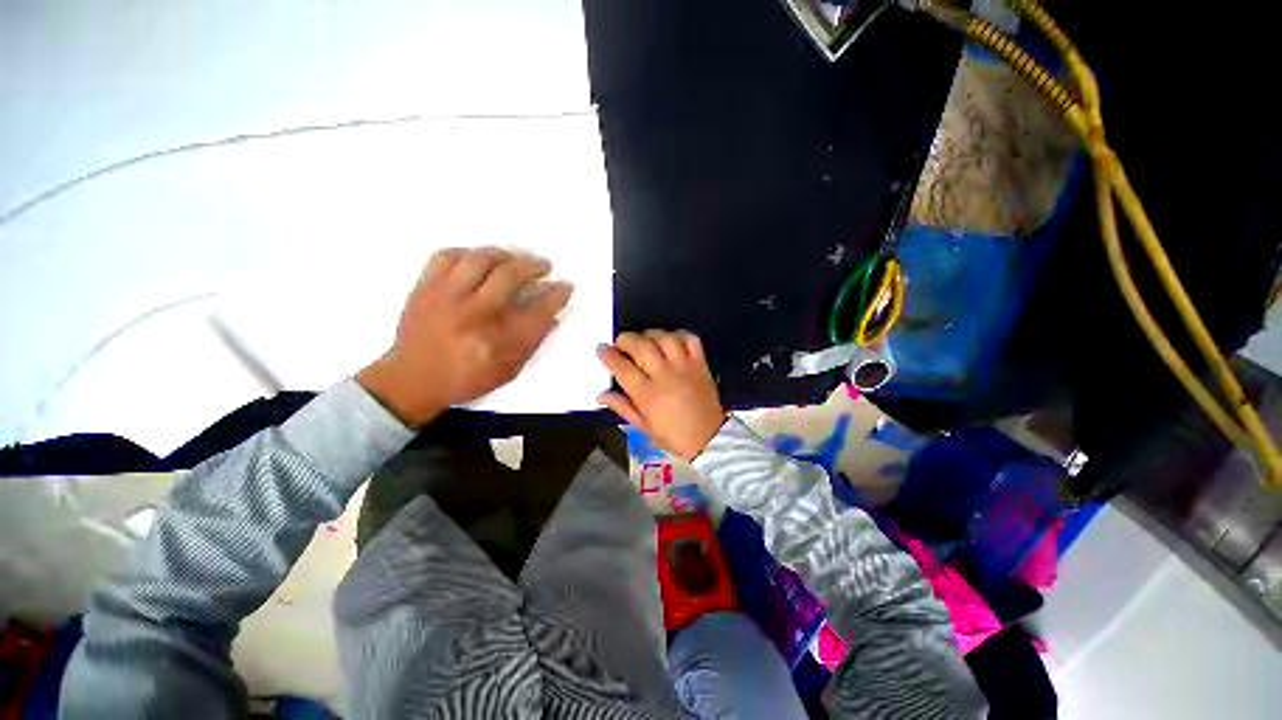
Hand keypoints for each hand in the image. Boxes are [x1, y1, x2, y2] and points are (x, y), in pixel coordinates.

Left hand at [357, 247, 572, 426]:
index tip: (565, 286)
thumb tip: (552, 317)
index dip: (557, 295)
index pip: (538, 310)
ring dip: (504, 254)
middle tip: (544, 266)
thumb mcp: (508, 371)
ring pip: (479, 259)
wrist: (411, 380)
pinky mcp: (425, 288)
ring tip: (514, 259)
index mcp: (497, 342)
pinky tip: (478, 260)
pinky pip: (446, 256)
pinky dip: (467, 253)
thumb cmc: (465, 379)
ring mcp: (446, 298)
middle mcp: (474, 315)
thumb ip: (532, 344)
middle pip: (510, 276)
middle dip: (534, 266)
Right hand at [596, 330, 725, 460]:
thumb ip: (622, 407)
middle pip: (641, 346)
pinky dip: (678, 334)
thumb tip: (601, 394)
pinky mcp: (700, 363)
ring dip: (650, 334)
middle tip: (621, 343)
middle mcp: (665, 376)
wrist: (709, 439)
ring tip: (644, 340)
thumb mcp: (643, 426)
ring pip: (664, 338)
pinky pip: (690, 339)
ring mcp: (684, 367)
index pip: (622, 367)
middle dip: (625, 339)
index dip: (608, 355)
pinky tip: (670, 340)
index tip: (602, 349)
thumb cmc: (673, 435)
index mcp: (648, 396)